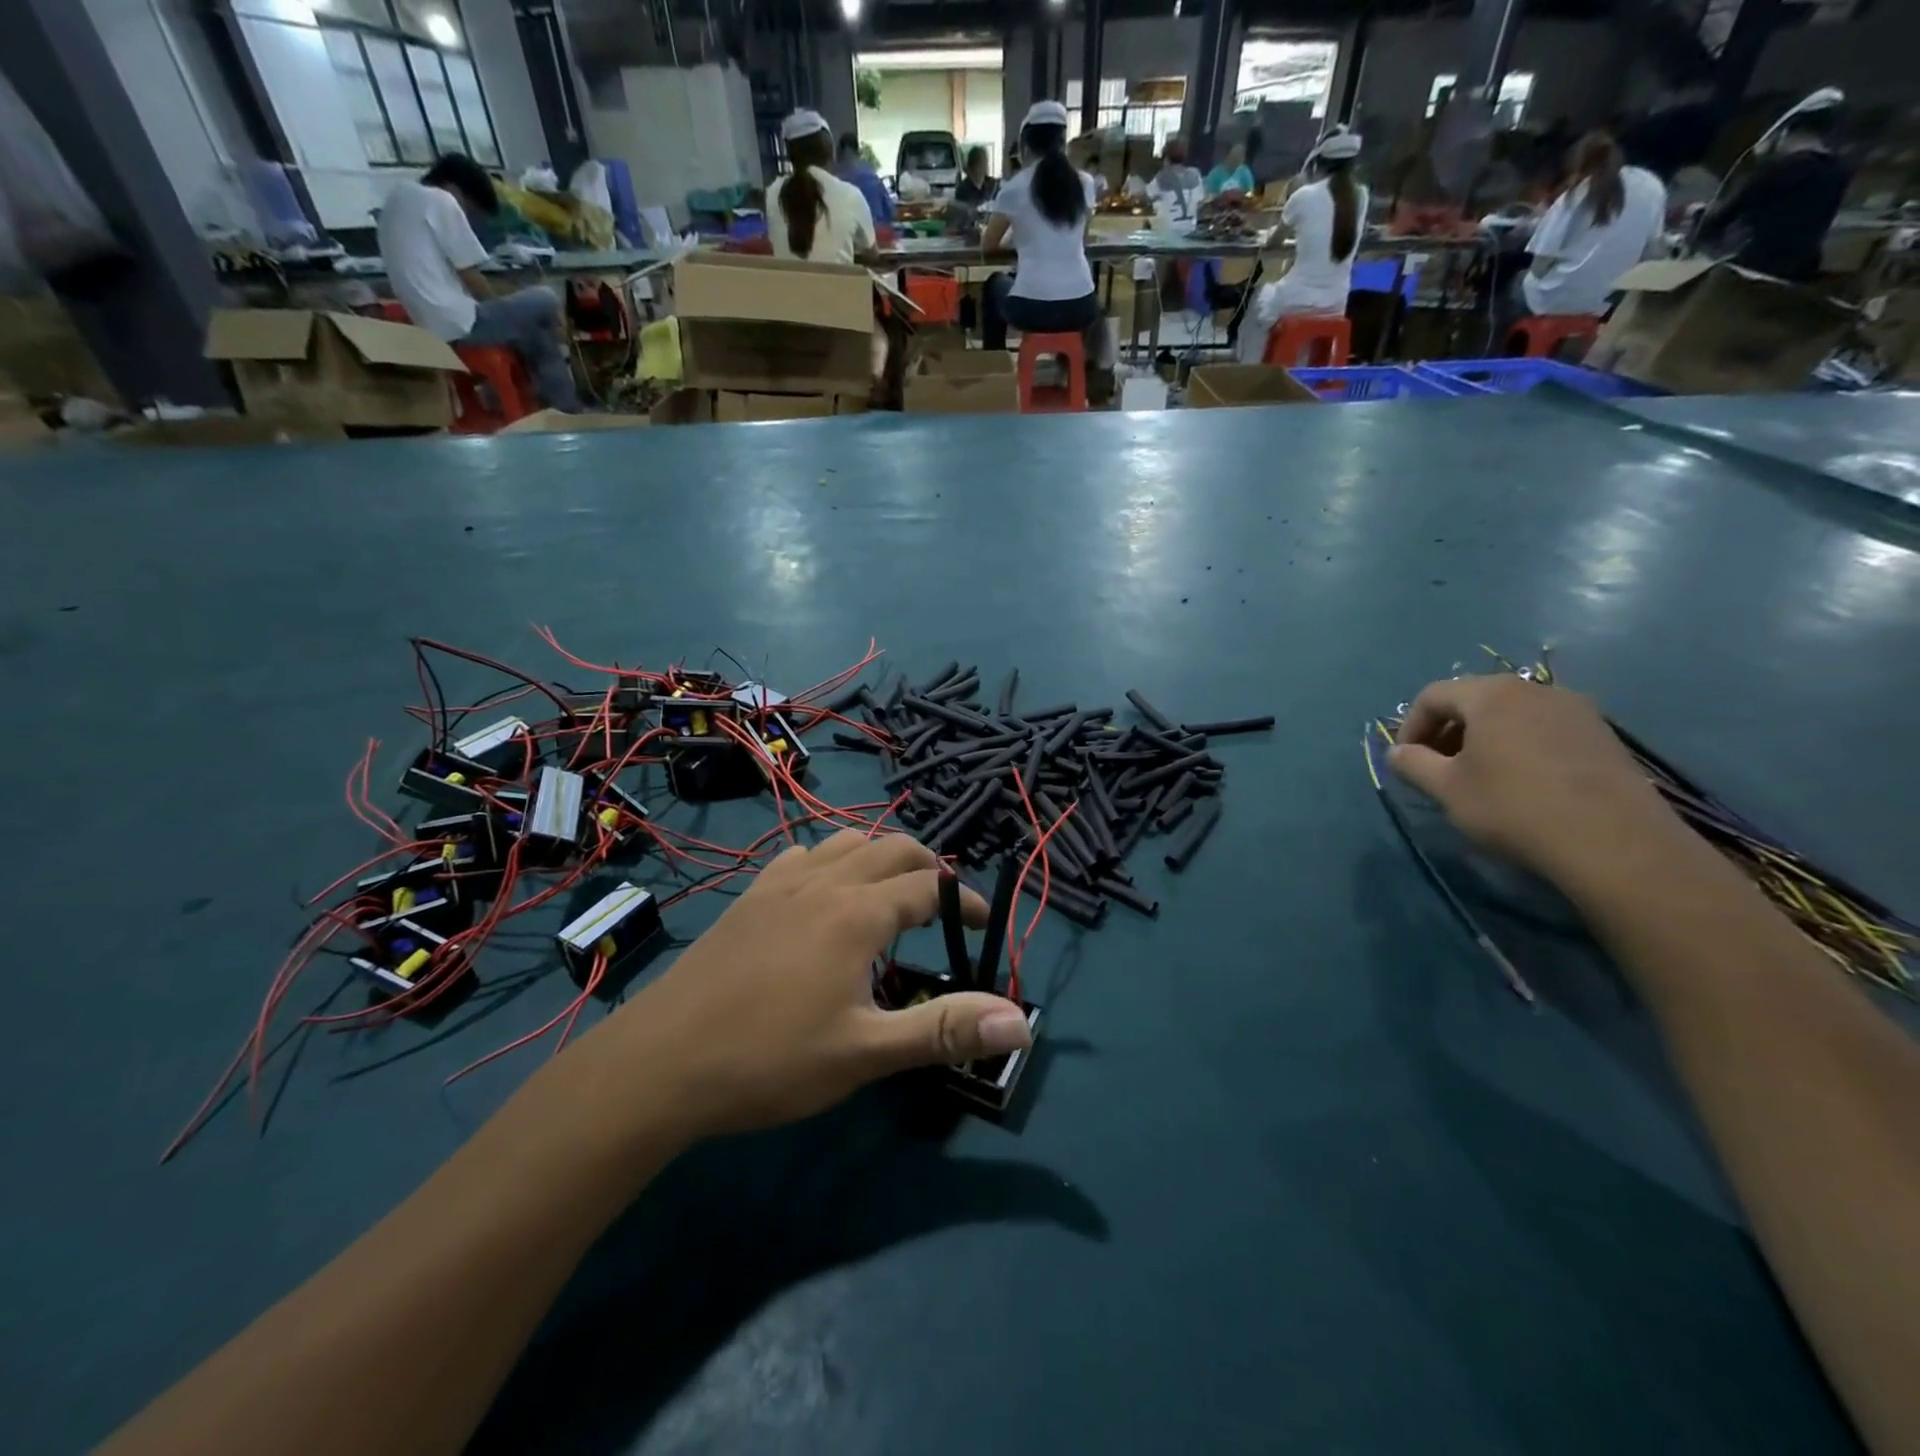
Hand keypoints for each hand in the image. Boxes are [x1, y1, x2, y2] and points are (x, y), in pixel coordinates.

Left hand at [590, 833, 1033, 1139]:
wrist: (661, 1061)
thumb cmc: (770, 1060)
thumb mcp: (865, 1053)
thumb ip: (943, 1030)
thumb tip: (1019, 1018)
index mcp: (859, 912)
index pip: (932, 886)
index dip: (965, 901)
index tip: (981, 926)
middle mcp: (825, 882)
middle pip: (893, 847)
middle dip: (928, 867)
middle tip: (943, 906)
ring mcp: (781, 884)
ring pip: (846, 842)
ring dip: (880, 857)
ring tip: (891, 896)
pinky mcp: (750, 896)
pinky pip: (803, 856)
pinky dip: (830, 862)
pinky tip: (823, 896)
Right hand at [1388, 675, 1680, 885]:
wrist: (1614, 842)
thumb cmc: (1513, 807)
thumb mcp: (1446, 789)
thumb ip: (1412, 764)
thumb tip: (1397, 752)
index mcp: (1491, 694)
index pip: (1432, 695)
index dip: (1410, 726)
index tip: (1406, 760)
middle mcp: (1534, 689)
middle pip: (1474, 699)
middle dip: (1447, 730)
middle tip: (1437, 767)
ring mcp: (1576, 709)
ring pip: (1511, 714)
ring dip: (1484, 738)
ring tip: (1478, 776)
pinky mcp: (1603, 735)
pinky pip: (1544, 729)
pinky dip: (1520, 746)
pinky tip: (1522, 782)